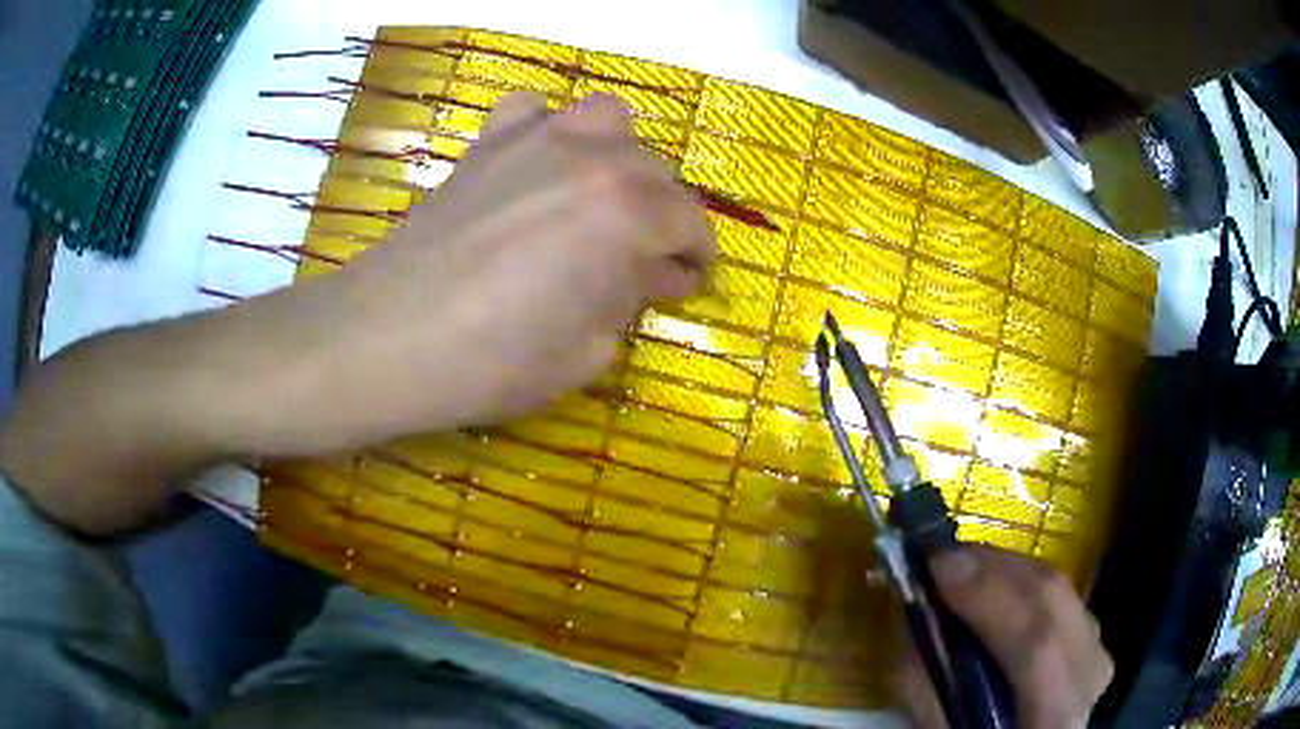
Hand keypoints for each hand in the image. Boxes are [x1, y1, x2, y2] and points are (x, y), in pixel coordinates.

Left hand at [265, 91, 717, 450]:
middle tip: (639, 259)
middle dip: (662, 217)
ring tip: (599, 198)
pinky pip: (532, 110)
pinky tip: (536, 165)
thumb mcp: (587, 352)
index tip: (687, 283)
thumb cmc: (493, 361)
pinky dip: (545, 129)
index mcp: (628, 213)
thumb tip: (651, 274)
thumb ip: (630, 301)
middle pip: (656, 174)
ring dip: (618, 157)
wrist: (389, 337)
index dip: (697, 258)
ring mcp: (537, 140)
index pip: (691, 224)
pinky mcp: (488, 144)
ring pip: (608, 121)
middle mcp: (593, 158)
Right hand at [897, 547, 1113, 727]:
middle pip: (1053, 598)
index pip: (1037, 644)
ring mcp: (1097, 646)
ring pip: (1057, 586)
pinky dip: (1021, 579)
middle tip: (943, 556)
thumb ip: (928, 688)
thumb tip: (915, 615)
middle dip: (995, 568)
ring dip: (1006, 569)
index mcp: (1057, 712)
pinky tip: (993, 584)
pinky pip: (1058, 591)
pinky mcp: (1092, 633)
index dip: (990, 597)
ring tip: (962, 567)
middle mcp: (1090, 672)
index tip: (938, 567)